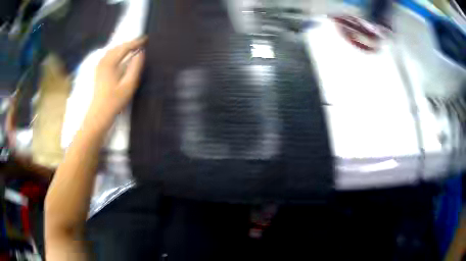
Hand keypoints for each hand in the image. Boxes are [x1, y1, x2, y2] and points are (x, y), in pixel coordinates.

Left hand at [88, 37, 145, 128]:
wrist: (99, 114)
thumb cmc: (115, 101)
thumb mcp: (129, 85)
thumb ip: (135, 67)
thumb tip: (141, 53)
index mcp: (110, 63)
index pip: (124, 48)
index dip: (136, 43)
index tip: (146, 39)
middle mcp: (103, 62)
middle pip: (117, 47)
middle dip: (129, 43)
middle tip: (140, 42)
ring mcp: (99, 66)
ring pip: (111, 51)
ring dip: (122, 47)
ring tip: (132, 47)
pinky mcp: (98, 71)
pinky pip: (108, 56)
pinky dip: (116, 52)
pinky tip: (120, 55)